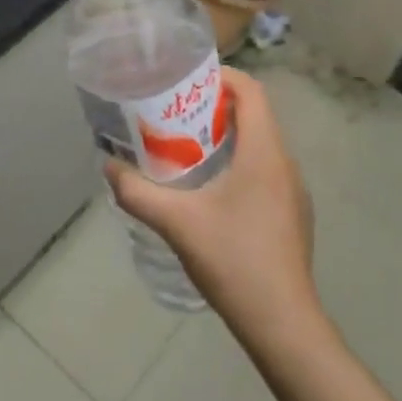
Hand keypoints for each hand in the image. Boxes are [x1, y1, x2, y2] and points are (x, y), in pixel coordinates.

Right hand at [105, 67, 317, 342]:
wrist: (282, 324)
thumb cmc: (234, 260)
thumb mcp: (176, 223)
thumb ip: (137, 192)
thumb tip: (109, 167)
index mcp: (264, 153)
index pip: (251, 91)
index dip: (220, 76)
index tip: (185, 81)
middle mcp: (284, 164)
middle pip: (253, 115)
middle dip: (213, 107)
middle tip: (173, 114)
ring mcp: (292, 191)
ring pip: (259, 144)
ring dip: (224, 137)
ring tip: (184, 148)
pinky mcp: (291, 215)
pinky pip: (264, 170)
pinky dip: (237, 163)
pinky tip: (208, 191)